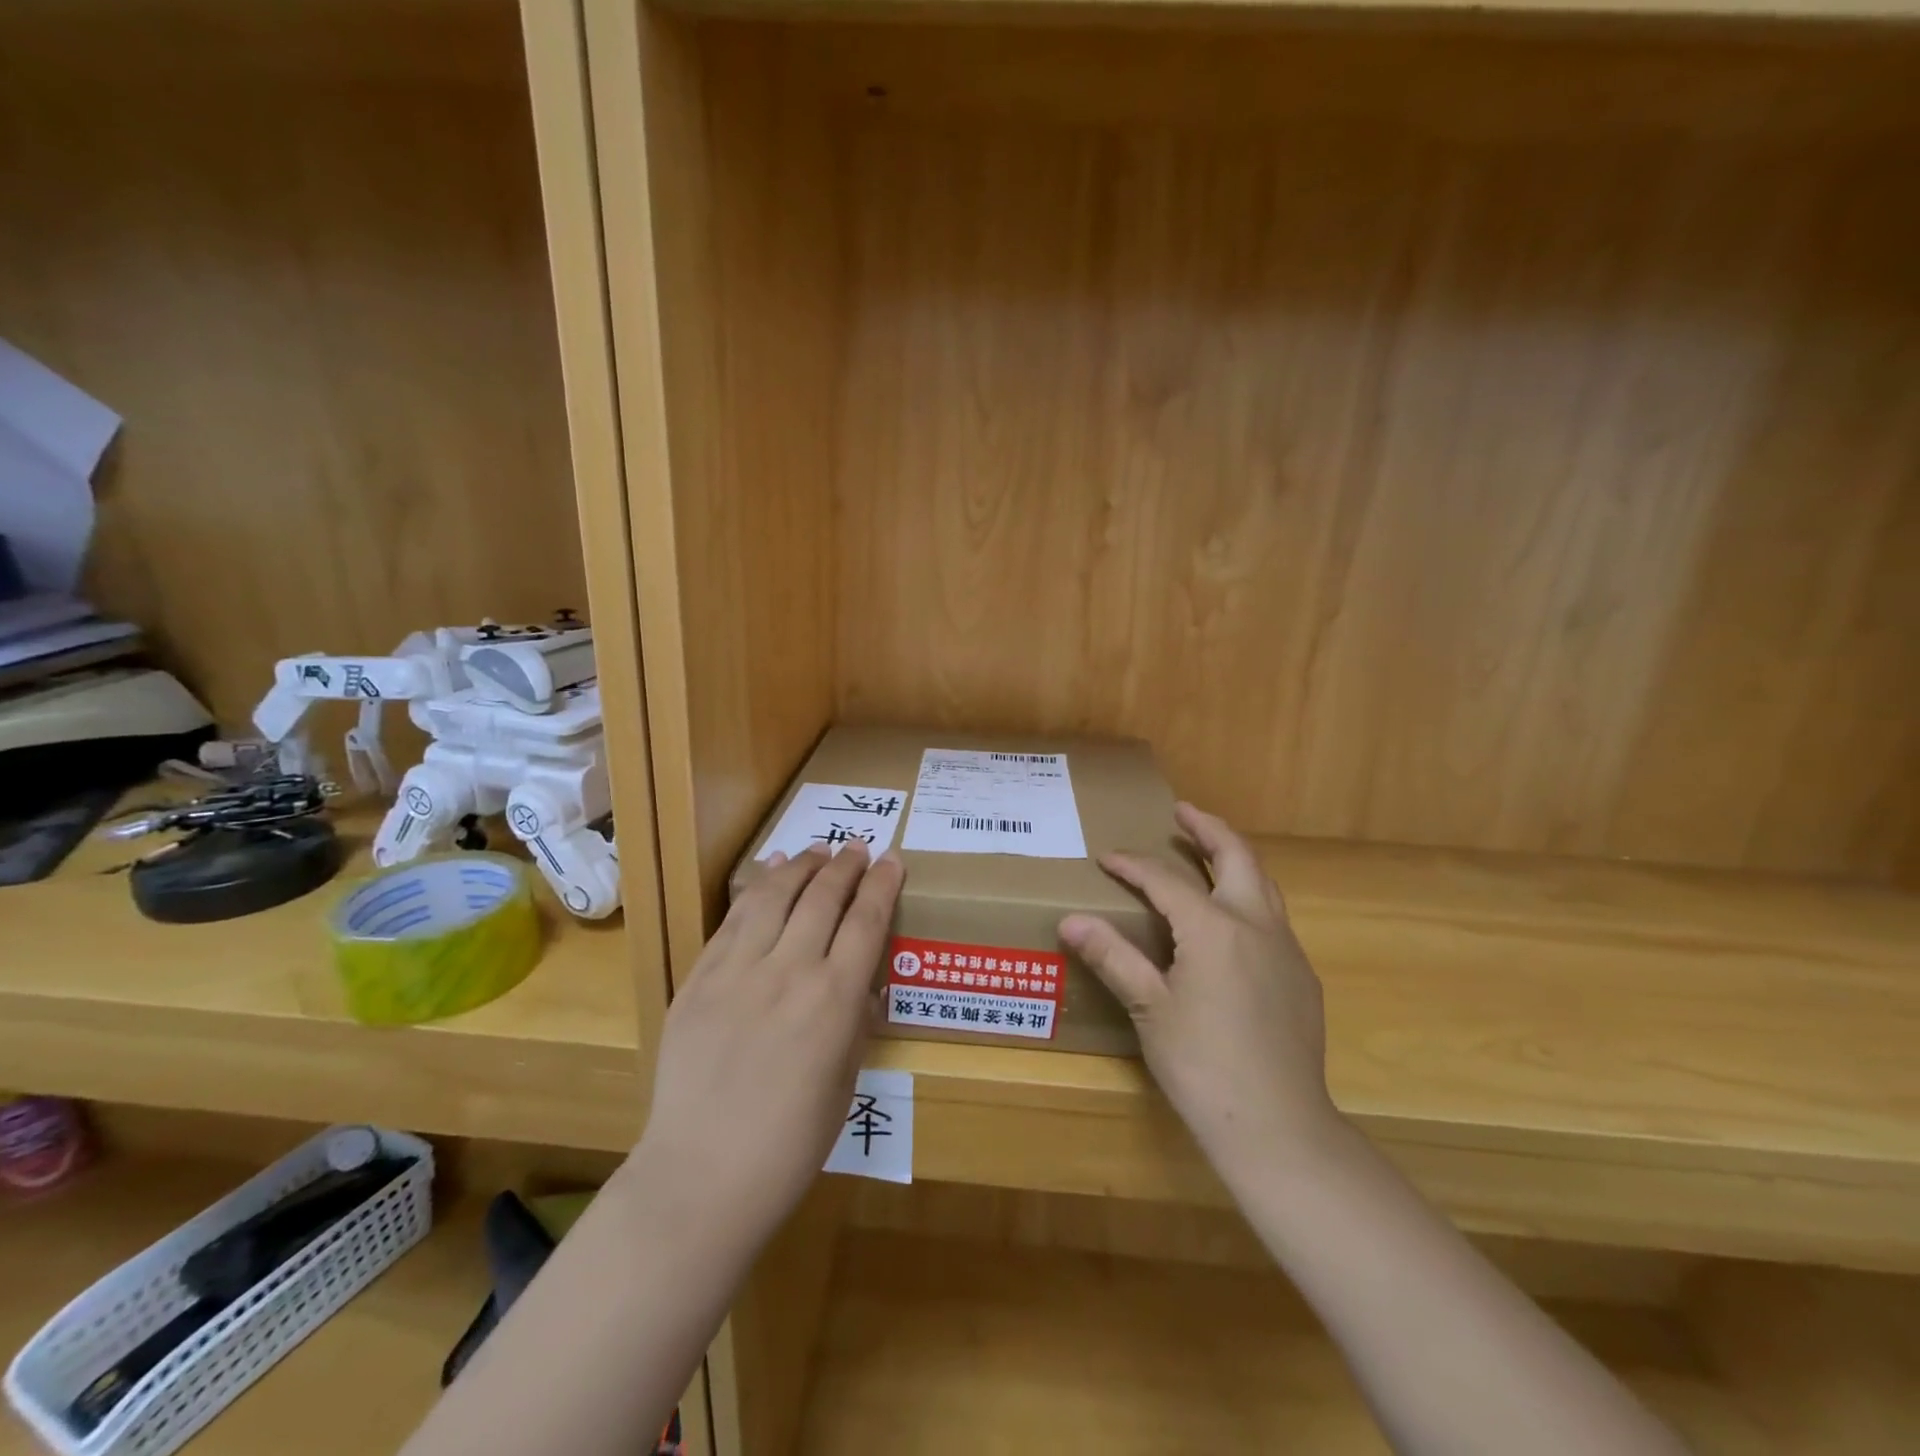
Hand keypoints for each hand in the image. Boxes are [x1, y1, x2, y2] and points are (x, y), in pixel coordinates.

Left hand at [636, 843, 903, 1250]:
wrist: (702, 1175)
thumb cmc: (790, 1144)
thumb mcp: (845, 1083)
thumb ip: (855, 1023)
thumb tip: (861, 985)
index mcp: (834, 1000)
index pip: (866, 921)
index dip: (882, 884)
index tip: (892, 860)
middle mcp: (789, 971)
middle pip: (823, 897)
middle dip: (846, 865)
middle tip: (859, 848)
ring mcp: (738, 971)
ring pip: (774, 895)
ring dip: (800, 865)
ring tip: (817, 851)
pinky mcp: (700, 978)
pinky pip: (732, 920)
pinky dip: (755, 888)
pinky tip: (767, 873)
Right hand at [1060, 804, 1340, 1189]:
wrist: (1278, 1126)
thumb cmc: (1203, 1064)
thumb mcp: (1149, 1007)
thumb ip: (1113, 956)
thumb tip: (1070, 919)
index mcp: (1215, 928)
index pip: (1166, 880)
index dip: (1133, 864)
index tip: (1106, 857)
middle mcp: (1256, 925)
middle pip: (1237, 856)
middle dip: (1208, 828)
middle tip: (1183, 811)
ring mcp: (1286, 950)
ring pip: (1263, 884)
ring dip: (1234, 858)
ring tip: (1207, 851)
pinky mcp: (1301, 977)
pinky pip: (1272, 918)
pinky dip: (1248, 897)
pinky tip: (1231, 923)